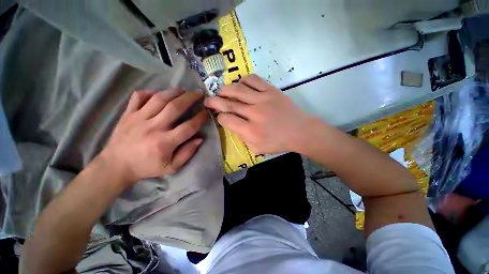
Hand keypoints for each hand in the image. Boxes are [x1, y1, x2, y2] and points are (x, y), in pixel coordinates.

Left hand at [100, 89, 208, 184]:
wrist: (116, 165)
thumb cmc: (146, 167)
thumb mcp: (171, 167)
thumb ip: (187, 153)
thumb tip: (200, 138)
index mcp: (165, 142)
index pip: (189, 127)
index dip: (200, 118)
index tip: (207, 112)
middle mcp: (153, 127)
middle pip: (175, 107)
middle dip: (190, 98)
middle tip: (199, 93)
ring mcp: (138, 118)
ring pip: (159, 99)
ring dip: (174, 92)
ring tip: (184, 90)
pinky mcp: (128, 114)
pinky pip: (139, 97)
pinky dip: (150, 92)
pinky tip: (159, 93)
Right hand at [204, 74, 318, 153]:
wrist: (300, 131)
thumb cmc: (279, 142)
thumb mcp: (257, 148)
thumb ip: (242, 137)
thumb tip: (233, 125)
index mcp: (251, 130)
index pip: (227, 119)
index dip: (219, 117)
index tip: (219, 116)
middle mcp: (254, 113)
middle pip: (228, 103)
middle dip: (214, 101)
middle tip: (207, 100)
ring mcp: (263, 99)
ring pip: (238, 89)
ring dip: (226, 89)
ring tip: (222, 92)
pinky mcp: (271, 90)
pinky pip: (253, 80)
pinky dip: (243, 80)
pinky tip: (242, 86)